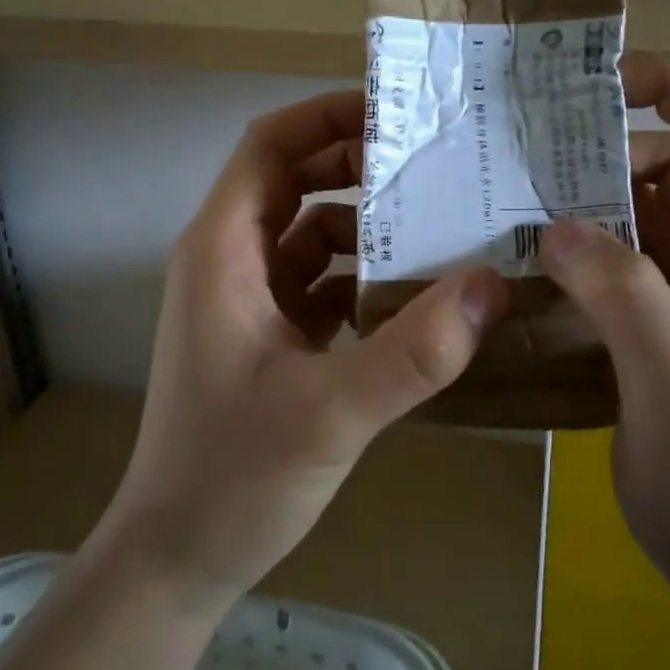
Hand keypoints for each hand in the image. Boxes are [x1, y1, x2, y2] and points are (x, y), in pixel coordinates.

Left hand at [93, 89, 508, 612]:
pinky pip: (318, 284)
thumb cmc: (232, 476)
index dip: (326, 117)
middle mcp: (228, 261)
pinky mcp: (266, 338)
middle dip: (359, 168)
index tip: (397, 113)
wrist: (177, 557)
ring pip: (310, 235)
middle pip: (293, 183)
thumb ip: (414, 352)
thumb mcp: (329, 412)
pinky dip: (362, 278)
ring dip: (368, 228)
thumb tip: (492, 284)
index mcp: (223, 250)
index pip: (269, 147)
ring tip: (442, 227)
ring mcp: (246, 301)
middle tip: (437, 167)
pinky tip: (416, 297)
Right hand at [540, 55, 669, 594]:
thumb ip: (626, 298)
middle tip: (523, 169)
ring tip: (508, 212)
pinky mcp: (660, 318)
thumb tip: (558, 226)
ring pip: (636, 206)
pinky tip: (524, 267)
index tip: (597, 86)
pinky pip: (616, 254)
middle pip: (669, 159)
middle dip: (601, 151)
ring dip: (579, 200)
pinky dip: (574, 245)